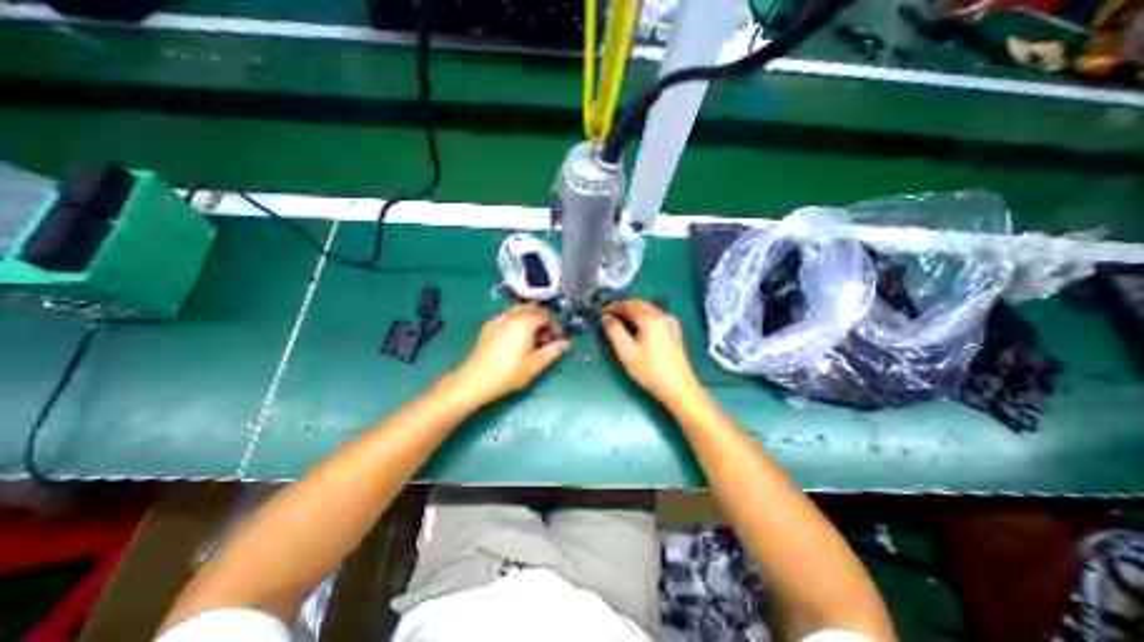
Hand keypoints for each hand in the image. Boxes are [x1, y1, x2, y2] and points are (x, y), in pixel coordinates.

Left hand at [449, 301, 567, 404]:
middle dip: (544, 320)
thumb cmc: (509, 373)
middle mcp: (512, 315)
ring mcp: (498, 319)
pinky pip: (509, 316)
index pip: (546, 315)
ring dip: (531, 319)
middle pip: (533, 308)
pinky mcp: (489, 326)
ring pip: (520, 310)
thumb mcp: (536, 364)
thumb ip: (554, 351)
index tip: (558, 339)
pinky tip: (517, 338)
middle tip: (547, 338)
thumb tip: (566, 343)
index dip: (555, 325)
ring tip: (533, 338)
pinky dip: (518, 321)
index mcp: (525, 321)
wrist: (476, 380)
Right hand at [602, 298, 701, 400]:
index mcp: (651, 318)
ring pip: (648, 310)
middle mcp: (663, 315)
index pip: (629, 304)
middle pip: (639, 304)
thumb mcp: (626, 351)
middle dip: (623, 307)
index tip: (601, 312)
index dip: (613, 306)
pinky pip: (655, 317)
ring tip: (619, 322)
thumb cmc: (649, 370)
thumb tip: (605, 317)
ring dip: (633, 312)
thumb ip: (614, 331)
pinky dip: (642, 318)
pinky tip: (636, 329)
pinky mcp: (674, 332)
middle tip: (608, 316)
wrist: (678, 388)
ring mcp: (671, 323)